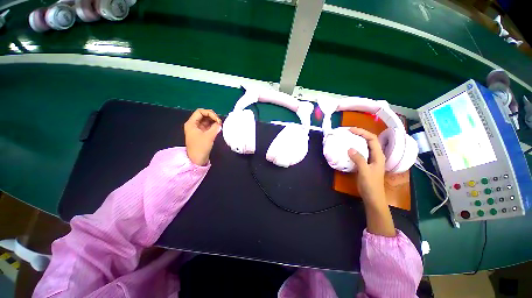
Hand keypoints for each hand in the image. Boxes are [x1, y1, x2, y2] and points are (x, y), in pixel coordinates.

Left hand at [184, 109, 221, 165]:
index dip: (209, 113)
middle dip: (212, 117)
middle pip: (203, 115)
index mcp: (191, 123)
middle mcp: (194, 124)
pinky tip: (218, 128)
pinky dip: (213, 126)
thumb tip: (219, 123)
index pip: (200, 112)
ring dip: (213, 121)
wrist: (197, 159)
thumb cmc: (200, 147)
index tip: (217, 119)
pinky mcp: (201, 134)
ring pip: (206, 121)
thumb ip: (215, 127)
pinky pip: (207, 126)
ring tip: (220, 125)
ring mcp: (197, 129)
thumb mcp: (209, 136)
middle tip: (220, 122)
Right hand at [347, 128, 385, 206]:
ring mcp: (370, 160)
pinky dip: (354, 149)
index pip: (372, 139)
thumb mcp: (364, 171)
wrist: (372, 197)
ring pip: (364, 146)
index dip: (362, 132)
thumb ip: (359, 159)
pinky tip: (347, 150)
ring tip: (347, 138)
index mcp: (378, 156)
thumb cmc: (371, 185)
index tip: (351, 130)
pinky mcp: (365, 164)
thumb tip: (350, 148)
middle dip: (360, 134)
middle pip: (369, 141)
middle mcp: (375, 156)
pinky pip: (360, 153)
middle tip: (348, 132)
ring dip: (357, 141)